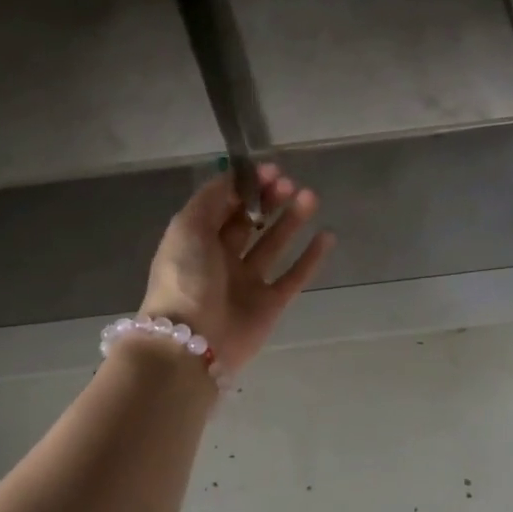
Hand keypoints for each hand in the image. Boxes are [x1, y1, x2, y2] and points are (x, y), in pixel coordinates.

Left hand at [141, 164, 334, 373]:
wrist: (194, 340)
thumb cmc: (185, 278)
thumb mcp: (187, 227)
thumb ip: (211, 198)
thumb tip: (233, 176)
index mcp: (198, 240)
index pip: (224, 205)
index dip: (246, 186)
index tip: (270, 170)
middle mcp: (222, 259)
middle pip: (251, 222)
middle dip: (270, 200)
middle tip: (289, 184)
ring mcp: (248, 283)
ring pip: (274, 245)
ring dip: (292, 220)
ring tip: (310, 197)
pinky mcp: (271, 304)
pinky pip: (294, 276)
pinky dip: (311, 257)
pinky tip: (327, 235)